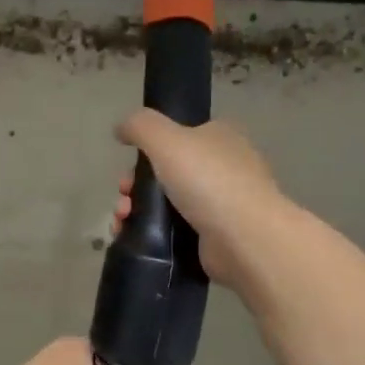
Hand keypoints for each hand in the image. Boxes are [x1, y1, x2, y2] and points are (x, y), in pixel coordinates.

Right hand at [113, 111, 297, 293]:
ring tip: (122, 221)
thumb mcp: (166, 139)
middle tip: (123, 198)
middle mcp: (224, 168)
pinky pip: (174, 230)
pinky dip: (150, 233)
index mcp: (220, 138)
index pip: (180, 136)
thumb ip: (140, 126)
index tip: (129, 167)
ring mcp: (221, 204)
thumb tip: (121, 128)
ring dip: (137, 210)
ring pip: (167, 203)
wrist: (243, 238)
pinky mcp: (214, 236)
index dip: (149, 150)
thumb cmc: (207, 180)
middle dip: (135, 185)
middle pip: (167, 172)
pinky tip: (132, 237)